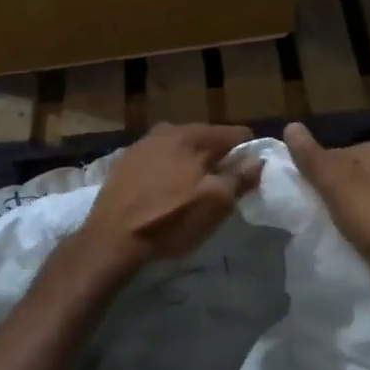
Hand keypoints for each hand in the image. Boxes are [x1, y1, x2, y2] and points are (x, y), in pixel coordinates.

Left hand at [75, 124, 261, 274]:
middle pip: (205, 138)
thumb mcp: (215, 204)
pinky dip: (168, 168)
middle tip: (223, 183)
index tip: (248, 174)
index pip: (234, 134)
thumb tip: (257, 158)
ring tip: (194, 186)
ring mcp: (142, 144)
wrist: (112, 238)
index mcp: (193, 136)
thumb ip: (240, 178)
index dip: (247, 153)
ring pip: (179, 147)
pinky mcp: (124, 162)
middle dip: (218, 156)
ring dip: (191, 161)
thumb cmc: (171, 220)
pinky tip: (166, 188)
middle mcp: (167, 131)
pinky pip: (157, 158)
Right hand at [284, 122, 369, 314]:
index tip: (298, 203)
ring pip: (363, 201)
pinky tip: (361, 248)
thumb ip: (313, 159)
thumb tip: (291, 125)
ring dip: (348, 216)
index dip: (310, 178)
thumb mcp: (338, 187)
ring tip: (334, 238)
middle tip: (312, 223)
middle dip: (329, 197)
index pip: (328, 156)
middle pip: (346, 178)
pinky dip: (367, 232)